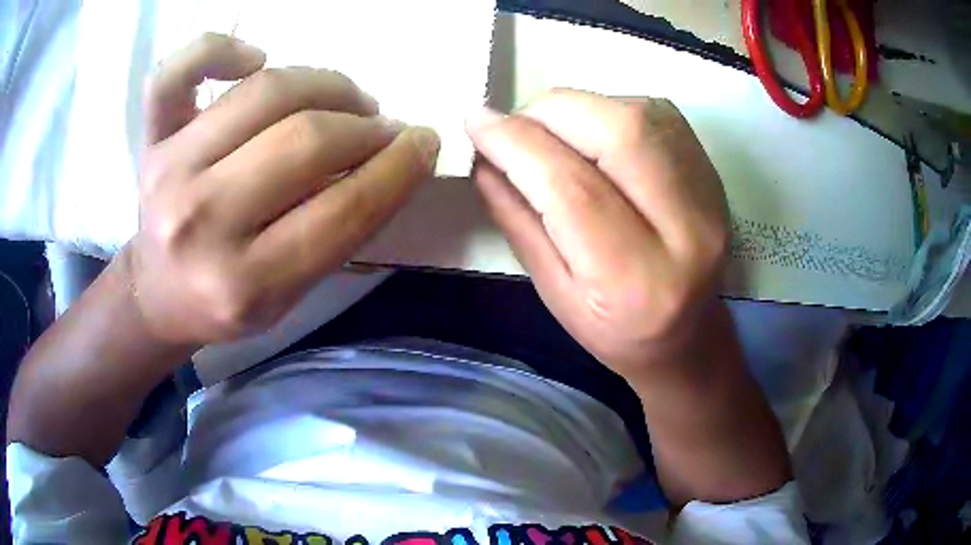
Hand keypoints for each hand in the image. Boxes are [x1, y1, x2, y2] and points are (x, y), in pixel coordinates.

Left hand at [130, 34, 439, 344]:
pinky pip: (176, 70)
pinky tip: (254, 59)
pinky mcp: (151, 139)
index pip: (342, 211)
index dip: (398, 169)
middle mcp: (199, 222)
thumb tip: (391, 159)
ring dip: (326, 85)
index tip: (425, 144)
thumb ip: (338, 234)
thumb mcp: (289, 296)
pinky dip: (218, 48)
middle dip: (366, 128)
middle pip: (305, 141)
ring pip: (264, 92)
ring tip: (347, 100)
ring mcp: (167, 170)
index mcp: (243, 284)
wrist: (157, 294)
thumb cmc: (225, 303)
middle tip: (385, 129)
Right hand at [466, 90, 728, 380]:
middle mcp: (684, 230)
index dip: (516, 143)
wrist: (688, 334)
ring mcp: (707, 194)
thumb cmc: (615, 329)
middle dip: (549, 112)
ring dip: (579, 107)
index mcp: (635, 278)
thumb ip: (517, 219)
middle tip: (516, 126)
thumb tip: (484, 155)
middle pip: (618, 132)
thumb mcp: (553, 292)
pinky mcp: (711, 170)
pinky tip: (593, 133)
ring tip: (551, 132)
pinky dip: (609, 108)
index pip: (571, 188)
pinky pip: (656, 112)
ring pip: (639, 113)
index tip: (477, 122)